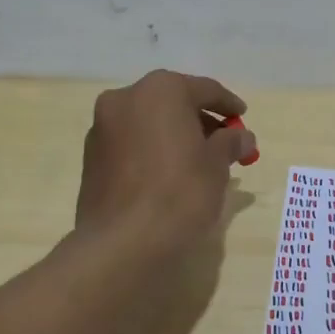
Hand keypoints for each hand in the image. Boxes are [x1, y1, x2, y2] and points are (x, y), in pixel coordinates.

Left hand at [76, 70, 255, 251]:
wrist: (122, 244)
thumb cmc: (179, 193)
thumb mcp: (216, 166)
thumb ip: (230, 143)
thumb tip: (242, 137)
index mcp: (160, 90)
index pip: (204, 89)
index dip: (228, 104)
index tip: (243, 117)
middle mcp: (126, 98)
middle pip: (173, 102)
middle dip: (200, 120)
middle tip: (224, 142)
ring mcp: (102, 128)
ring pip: (149, 122)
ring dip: (174, 135)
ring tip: (198, 162)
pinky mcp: (91, 158)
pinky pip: (131, 143)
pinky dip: (152, 150)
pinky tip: (168, 174)